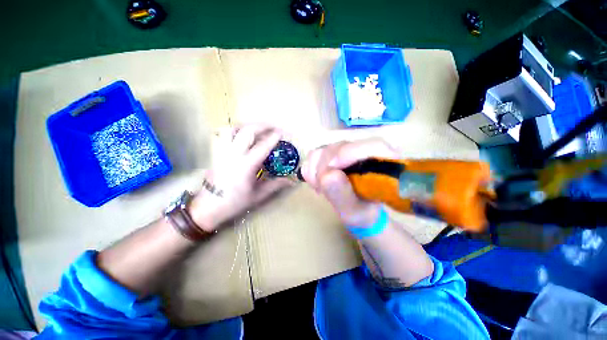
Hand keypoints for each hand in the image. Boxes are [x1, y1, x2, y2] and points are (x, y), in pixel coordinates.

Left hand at [189, 124, 291, 231]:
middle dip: (263, 125)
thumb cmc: (235, 202)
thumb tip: (291, 181)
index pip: (263, 146)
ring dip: (248, 125)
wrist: (208, 207)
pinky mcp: (216, 152)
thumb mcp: (259, 195)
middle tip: (274, 126)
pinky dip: (234, 130)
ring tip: (258, 128)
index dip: (274, 137)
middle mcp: (233, 155)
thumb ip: (276, 185)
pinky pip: (223, 134)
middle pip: (248, 131)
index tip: (283, 133)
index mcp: (246, 166)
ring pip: (233, 129)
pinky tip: (241, 134)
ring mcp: (222, 151)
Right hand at [300, 138, 398, 226]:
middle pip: (341, 147)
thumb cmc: (361, 212)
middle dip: (325, 168)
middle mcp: (365, 151)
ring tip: (321, 188)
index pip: (372, 146)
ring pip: (325, 149)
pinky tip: (317, 182)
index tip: (328, 173)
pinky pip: (315, 154)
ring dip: (316, 171)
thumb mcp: (354, 211)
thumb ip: (343, 195)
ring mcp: (347, 149)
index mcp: (383, 163)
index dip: (348, 155)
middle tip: (322, 189)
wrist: (356, 209)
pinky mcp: (333, 152)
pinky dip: (311, 169)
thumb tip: (327, 175)